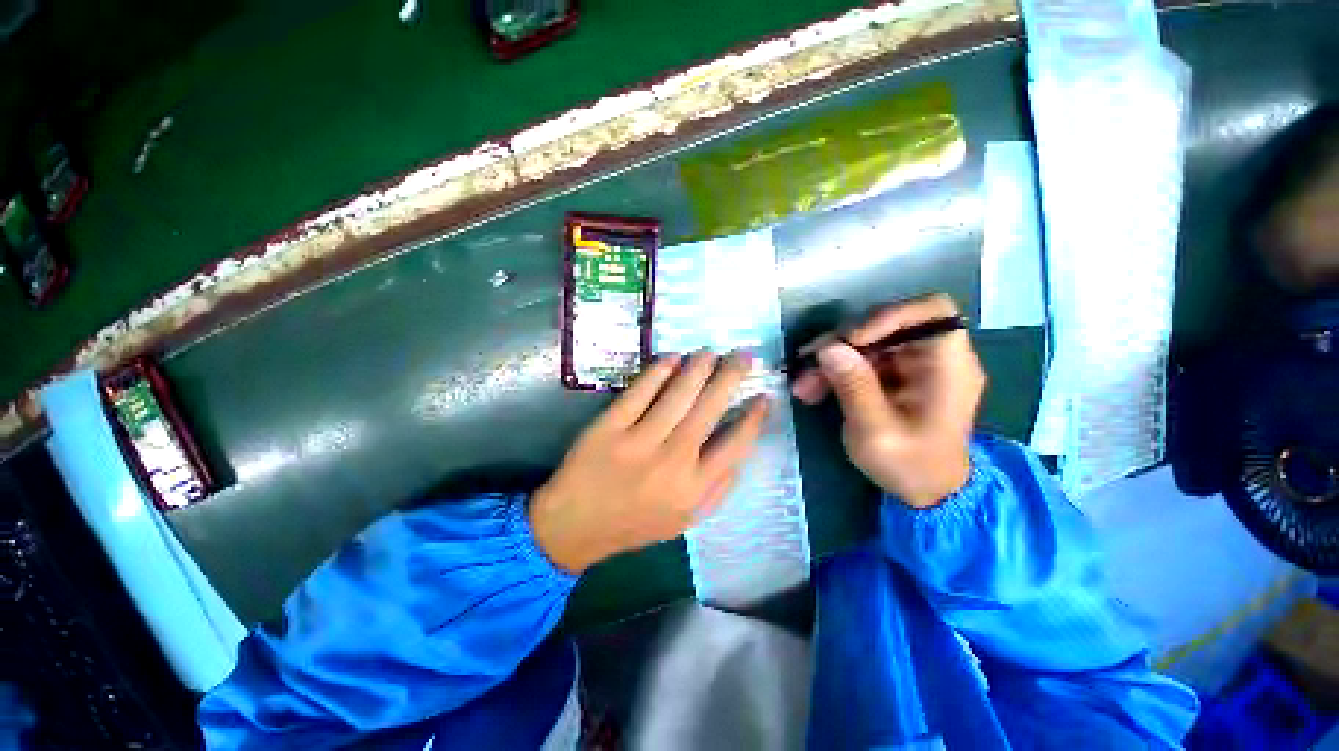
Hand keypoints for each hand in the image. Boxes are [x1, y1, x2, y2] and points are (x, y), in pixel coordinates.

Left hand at [531, 352, 769, 573]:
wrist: (575, 526)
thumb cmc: (635, 523)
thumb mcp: (686, 520)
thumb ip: (718, 488)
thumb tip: (742, 448)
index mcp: (692, 488)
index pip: (735, 445)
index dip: (754, 418)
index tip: (765, 395)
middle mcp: (671, 462)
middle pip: (709, 409)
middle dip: (731, 377)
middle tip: (743, 356)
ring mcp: (638, 442)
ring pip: (678, 394)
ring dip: (698, 367)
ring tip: (711, 351)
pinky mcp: (609, 426)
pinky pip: (639, 392)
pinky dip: (659, 371)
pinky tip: (673, 358)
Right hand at [790, 295, 983, 507]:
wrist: (927, 492)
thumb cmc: (910, 466)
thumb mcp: (876, 432)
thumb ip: (854, 387)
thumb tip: (829, 348)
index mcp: (948, 367)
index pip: (932, 311)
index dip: (889, 315)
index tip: (851, 339)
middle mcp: (933, 358)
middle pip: (887, 326)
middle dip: (843, 342)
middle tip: (809, 362)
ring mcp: (912, 367)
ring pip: (867, 344)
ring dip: (832, 360)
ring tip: (803, 385)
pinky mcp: (894, 377)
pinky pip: (861, 361)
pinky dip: (836, 372)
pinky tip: (812, 389)